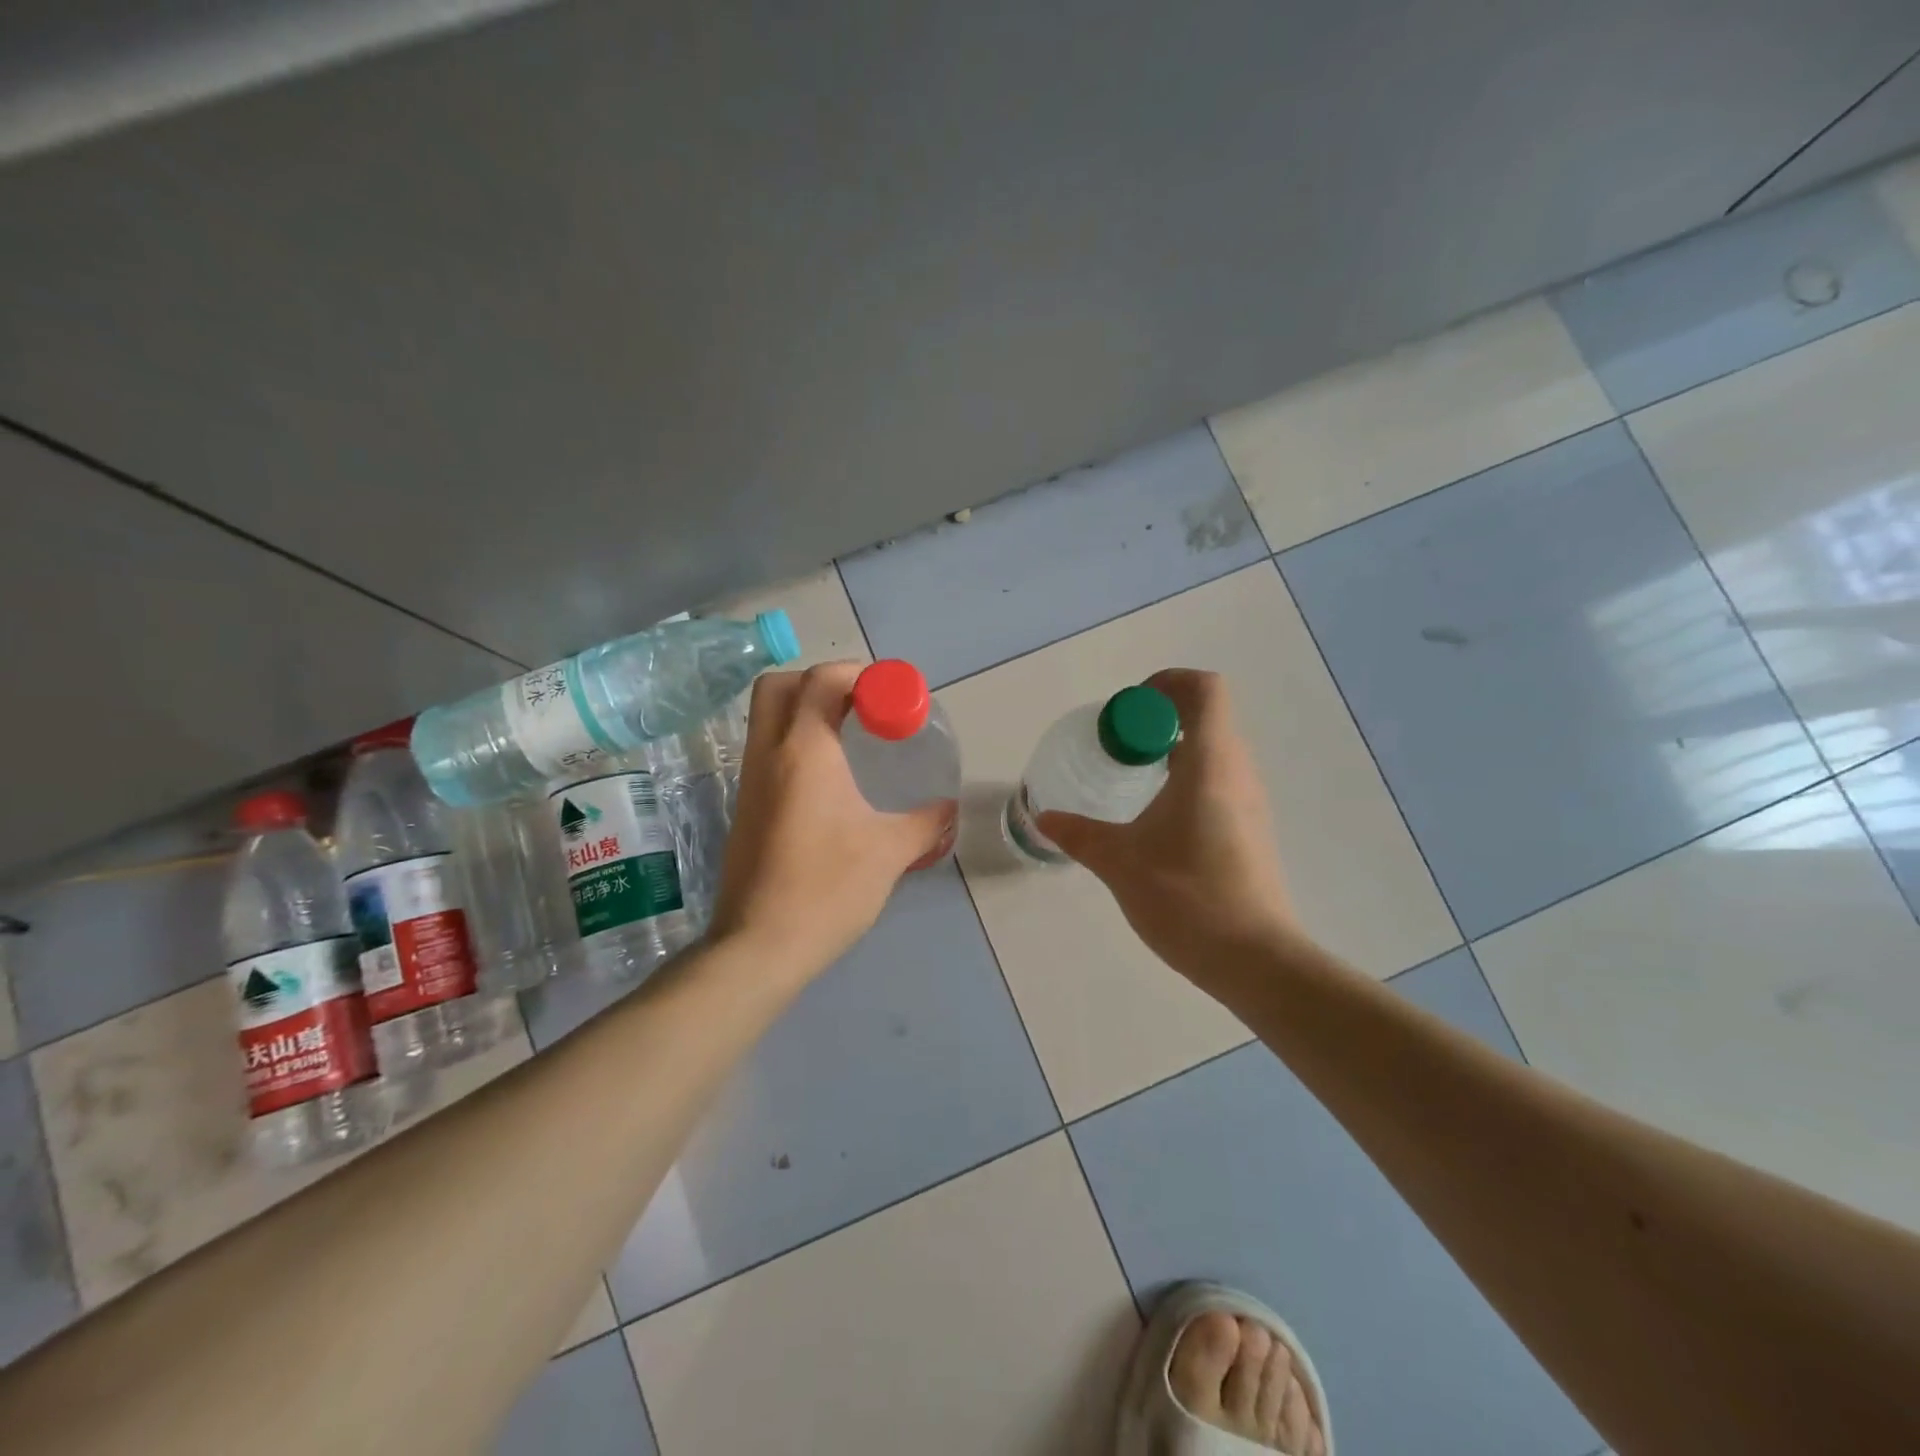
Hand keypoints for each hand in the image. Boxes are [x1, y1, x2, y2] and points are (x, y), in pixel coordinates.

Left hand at [709, 662, 948, 974]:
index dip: (860, 674)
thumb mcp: (889, 852)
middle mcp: (768, 754)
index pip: (822, 679)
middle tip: (863, 706)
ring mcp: (749, 781)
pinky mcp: (745, 807)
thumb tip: (948, 809)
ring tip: (852, 738)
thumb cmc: (828, 889)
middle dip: (821, 682)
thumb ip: (925, 822)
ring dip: (805, 710)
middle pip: (780, 685)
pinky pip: (766, 750)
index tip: (892, 696)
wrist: (760, 946)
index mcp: (804, 751)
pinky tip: (830, 778)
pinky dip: (795, 742)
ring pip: (767, 717)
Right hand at [1036, 669, 1296, 980]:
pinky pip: (1218, 781)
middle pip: (1206, 716)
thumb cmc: (1187, 897)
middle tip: (1116, 747)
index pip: (1204, 690)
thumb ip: (1079, 834)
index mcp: (1210, 763)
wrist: (1255, 960)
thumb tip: (1044, 818)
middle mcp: (1237, 772)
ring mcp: (1249, 802)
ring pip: (1213, 751)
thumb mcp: (1120, 862)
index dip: (1166, 684)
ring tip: (1130, 781)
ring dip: (1171, 750)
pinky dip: (1186, 779)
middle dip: (1157, 720)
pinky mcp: (1250, 830)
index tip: (1126, 711)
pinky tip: (1156, 820)